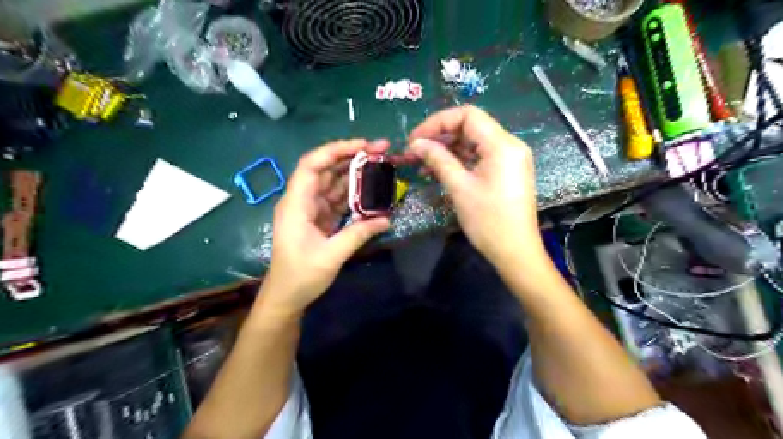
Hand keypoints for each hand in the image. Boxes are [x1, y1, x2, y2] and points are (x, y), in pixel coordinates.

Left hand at [262, 139, 391, 313]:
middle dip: (352, 156)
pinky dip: (354, 194)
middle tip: (381, 150)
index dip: (336, 150)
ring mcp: (311, 209)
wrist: (286, 297)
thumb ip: (358, 234)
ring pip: (333, 182)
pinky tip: (371, 190)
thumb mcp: (331, 256)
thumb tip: (386, 219)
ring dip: (355, 173)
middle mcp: (302, 200)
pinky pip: (338, 199)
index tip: (363, 146)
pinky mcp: (320, 219)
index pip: (312, 165)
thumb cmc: (301, 276)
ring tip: (381, 165)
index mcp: (296, 204)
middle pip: (325, 169)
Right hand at [410, 107, 544, 269]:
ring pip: (473, 143)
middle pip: (470, 128)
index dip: (437, 122)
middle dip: (440, 137)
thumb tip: (416, 143)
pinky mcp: (506, 172)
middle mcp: (510, 145)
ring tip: (422, 164)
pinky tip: (439, 171)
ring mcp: (509, 159)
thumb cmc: (488, 221)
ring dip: (447, 150)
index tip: (416, 138)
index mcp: (502, 145)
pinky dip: (459, 161)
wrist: (515, 252)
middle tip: (415, 152)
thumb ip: (438, 159)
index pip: (467, 116)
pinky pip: (479, 158)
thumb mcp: (459, 188)